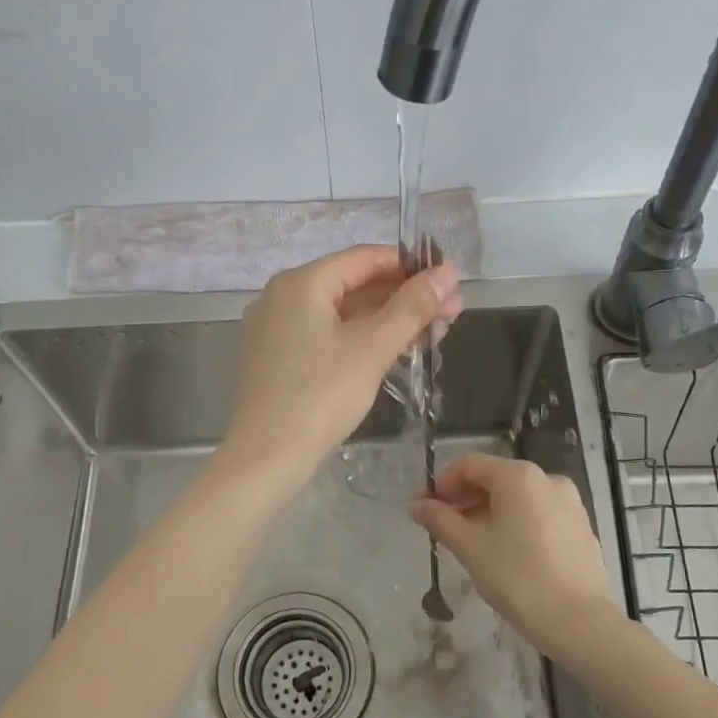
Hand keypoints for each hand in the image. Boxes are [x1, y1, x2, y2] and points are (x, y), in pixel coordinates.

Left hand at [222, 245, 461, 488]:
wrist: (266, 458)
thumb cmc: (320, 396)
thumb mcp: (372, 348)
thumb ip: (412, 307)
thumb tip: (447, 273)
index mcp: (301, 283)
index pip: (365, 258)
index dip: (411, 266)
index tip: (448, 281)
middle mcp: (283, 297)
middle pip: (354, 285)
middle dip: (405, 297)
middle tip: (452, 312)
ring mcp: (277, 329)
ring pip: (343, 314)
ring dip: (388, 320)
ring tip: (435, 334)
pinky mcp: (279, 359)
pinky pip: (327, 336)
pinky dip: (362, 339)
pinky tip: (396, 351)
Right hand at [411, 453, 622, 662]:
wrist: (578, 622)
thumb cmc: (517, 578)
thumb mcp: (470, 547)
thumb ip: (440, 520)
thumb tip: (417, 505)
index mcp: (519, 476)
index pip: (470, 465)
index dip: (443, 483)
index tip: (426, 509)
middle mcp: (547, 479)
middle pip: (495, 478)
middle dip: (464, 499)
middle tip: (442, 527)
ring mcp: (569, 502)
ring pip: (517, 498)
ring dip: (488, 512)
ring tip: (471, 543)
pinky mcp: (580, 526)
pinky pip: (538, 513)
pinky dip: (515, 523)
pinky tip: (504, 552)